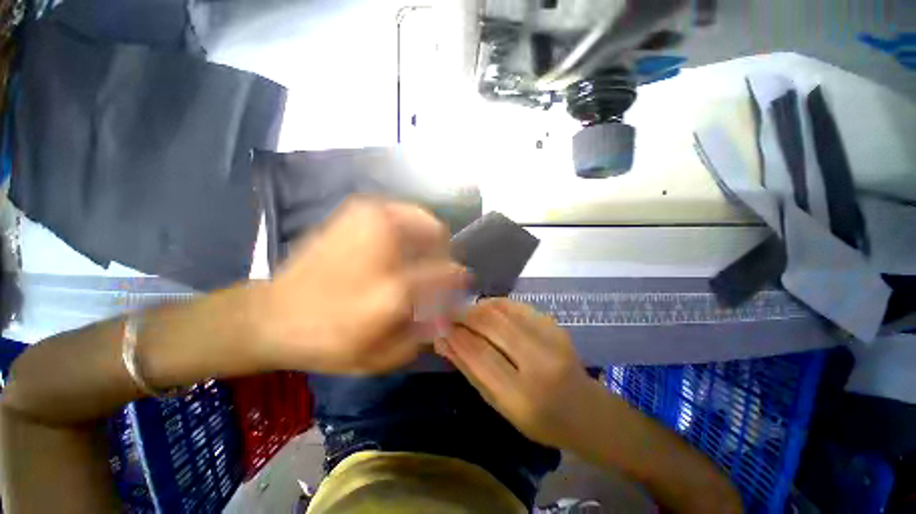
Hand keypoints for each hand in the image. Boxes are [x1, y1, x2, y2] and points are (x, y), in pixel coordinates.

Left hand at [258, 198, 467, 373]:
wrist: (273, 315)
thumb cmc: (328, 341)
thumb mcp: (379, 356)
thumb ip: (422, 335)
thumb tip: (448, 315)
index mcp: (393, 290)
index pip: (447, 273)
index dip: (459, 277)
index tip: (462, 280)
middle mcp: (384, 249)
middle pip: (436, 233)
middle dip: (444, 252)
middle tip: (436, 267)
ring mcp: (366, 224)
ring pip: (420, 215)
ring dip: (427, 235)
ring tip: (418, 254)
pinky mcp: (351, 215)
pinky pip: (396, 209)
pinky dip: (407, 222)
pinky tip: (397, 241)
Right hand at [435, 298, 602, 449]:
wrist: (587, 410)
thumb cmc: (539, 419)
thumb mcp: (500, 405)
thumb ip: (471, 371)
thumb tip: (442, 342)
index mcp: (522, 396)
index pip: (479, 355)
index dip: (455, 336)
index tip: (438, 325)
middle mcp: (538, 363)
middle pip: (491, 326)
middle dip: (463, 315)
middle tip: (447, 312)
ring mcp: (550, 339)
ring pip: (503, 311)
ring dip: (477, 307)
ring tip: (463, 310)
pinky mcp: (555, 325)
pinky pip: (517, 306)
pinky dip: (496, 304)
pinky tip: (485, 307)